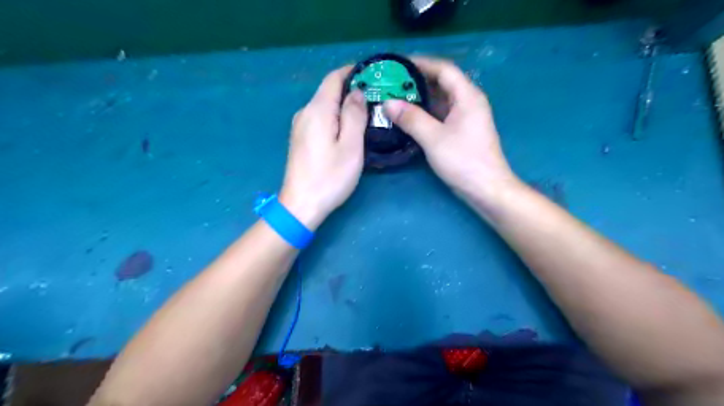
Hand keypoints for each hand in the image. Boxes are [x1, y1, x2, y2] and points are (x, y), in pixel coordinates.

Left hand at [277, 68, 367, 229]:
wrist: (301, 205)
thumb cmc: (329, 177)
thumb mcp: (350, 146)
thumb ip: (354, 115)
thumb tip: (357, 92)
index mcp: (317, 110)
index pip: (333, 78)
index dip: (352, 71)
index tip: (373, 74)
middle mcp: (305, 113)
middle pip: (328, 91)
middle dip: (351, 89)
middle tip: (376, 97)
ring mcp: (300, 127)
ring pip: (324, 106)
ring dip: (344, 105)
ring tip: (366, 113)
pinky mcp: (300, 139)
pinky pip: (320, 119)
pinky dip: (335, 117)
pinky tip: (347, 129)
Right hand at [381, 56, 517, 200]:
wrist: (486, 188)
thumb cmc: (463, 160)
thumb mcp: (434, 138)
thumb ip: (411, 118)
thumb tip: (387, 102)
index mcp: (467, 96)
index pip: (444, 69)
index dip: (421, 63)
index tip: (397, 64)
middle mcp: (468, 102)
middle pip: (442, 82)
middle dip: (417, 80)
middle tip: (391, 82)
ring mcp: (465, 117)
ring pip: (440, 100)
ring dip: (419, 97)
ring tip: (394, 97)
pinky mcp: (460, 131)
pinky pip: (440, 114)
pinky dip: (424, 113)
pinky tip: (408, 116)